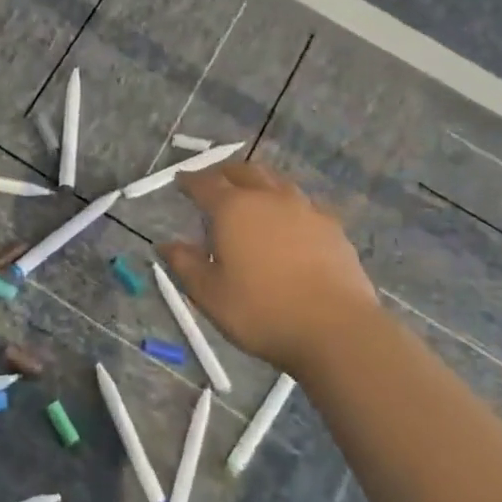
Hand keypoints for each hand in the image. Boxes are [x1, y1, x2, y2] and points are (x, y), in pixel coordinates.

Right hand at [159, 162, 378, 377]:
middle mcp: (268, 198)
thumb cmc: (262, 311)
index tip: (180, 181)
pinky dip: (287, 204)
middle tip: (214, 182)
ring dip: (258, 183)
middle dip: (224, 173)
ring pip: (276, 182)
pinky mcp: (332, 227)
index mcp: (233, 209)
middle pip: (244, 171)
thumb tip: (165, 244)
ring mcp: (305, 209)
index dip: (190, 181)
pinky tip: (289, 221)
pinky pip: (303, 203)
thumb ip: (185, 264)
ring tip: (251, 196)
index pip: (205, 183)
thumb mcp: (209, 294)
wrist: (336, 329)